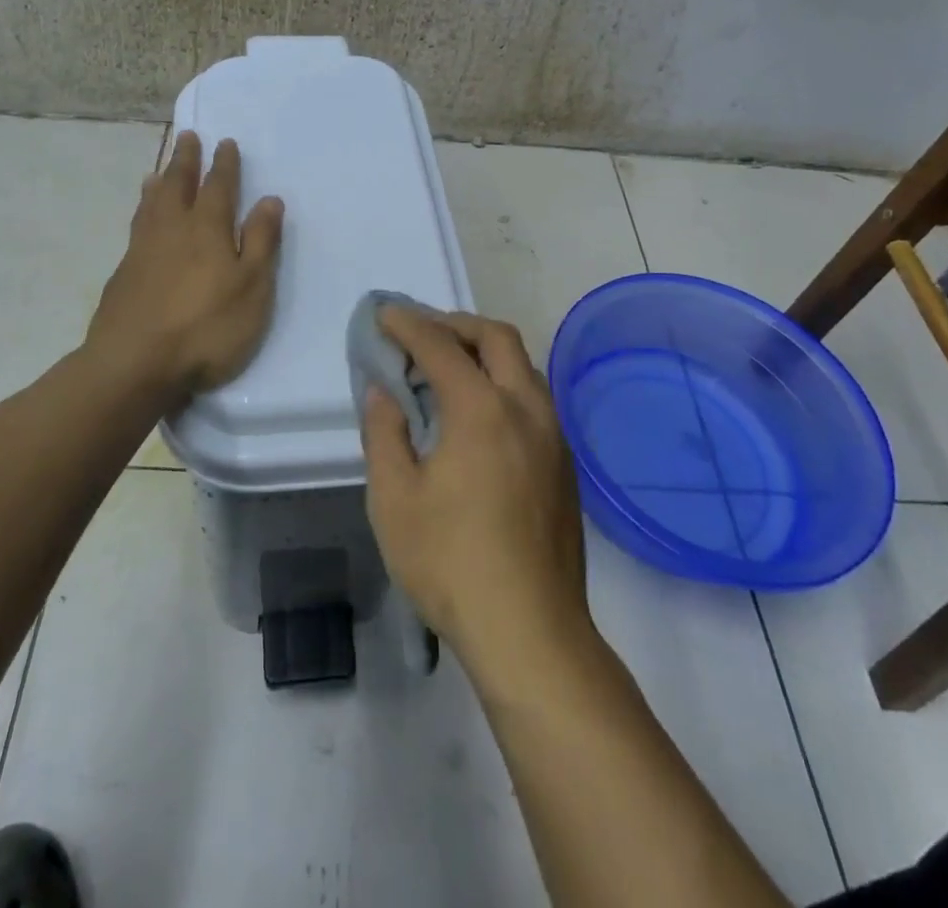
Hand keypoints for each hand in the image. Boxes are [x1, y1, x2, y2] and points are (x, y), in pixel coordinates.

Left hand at [85, 132, 283, 399]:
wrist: (134, 363)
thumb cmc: (206, 327)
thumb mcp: (251, 287)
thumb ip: (260, 242)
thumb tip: (270, 199)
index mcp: (207, 229)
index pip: (218, 186)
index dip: (224, 164)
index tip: (225, 142)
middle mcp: (172, 229)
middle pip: (178, 185)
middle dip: (186, 161)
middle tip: (188, 137)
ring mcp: (142, 250)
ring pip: (152, 204)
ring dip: (159, 183)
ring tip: (158, 171)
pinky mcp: (123, 274)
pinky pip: (136, 226)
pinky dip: (141, 211)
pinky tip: (141, 219)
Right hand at [361, 308, 592, 691]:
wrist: (531, 633)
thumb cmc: (451, 563)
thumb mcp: (394, 499)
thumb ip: (384, 433)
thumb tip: (383, 391)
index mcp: (482, 410)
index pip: (440, 346)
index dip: (408, 324)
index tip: (384, 315)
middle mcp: (526, 409)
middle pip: (496, 338)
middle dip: (455, 324)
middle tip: (421, 333)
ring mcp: (553, 436)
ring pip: (523, 366)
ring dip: (484, 352)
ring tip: (448, 370)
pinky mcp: (564, 465)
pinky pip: (534, 398)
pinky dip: (502, 383)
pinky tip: (479, 417)